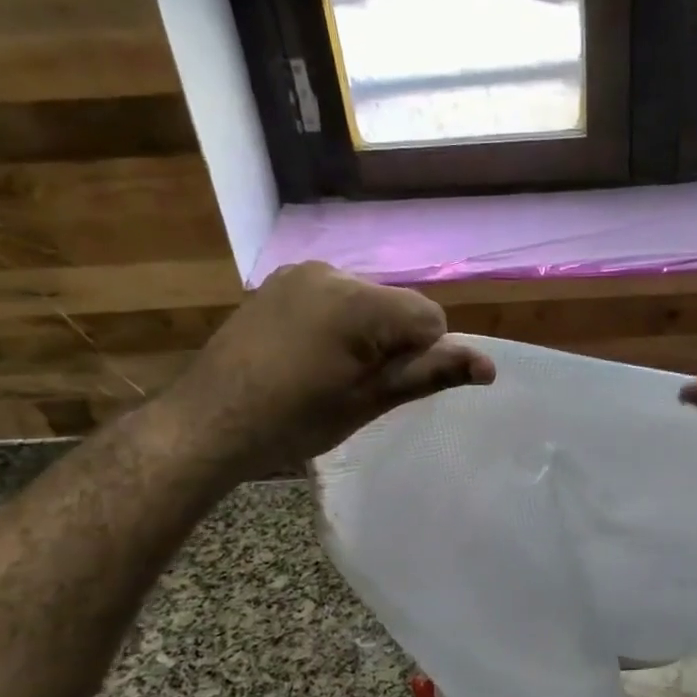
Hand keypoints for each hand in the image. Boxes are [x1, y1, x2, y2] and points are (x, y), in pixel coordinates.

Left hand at [167, 262, 494, 472]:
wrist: (207, 424)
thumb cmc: (294, 421)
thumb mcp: (368, 401)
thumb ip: (429, 373)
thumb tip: (489, 366)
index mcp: (359, 301)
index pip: (429, 319)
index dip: (419, 358)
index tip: (383, 388)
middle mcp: (333, 272)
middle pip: (398, 306)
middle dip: (392, 342)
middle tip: (355, 386)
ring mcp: (300, 273)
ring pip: (367, 301)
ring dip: (366, 333)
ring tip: (329, 373)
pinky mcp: (278, 283)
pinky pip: (333, 297)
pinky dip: (337, 322)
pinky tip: (307, 355)